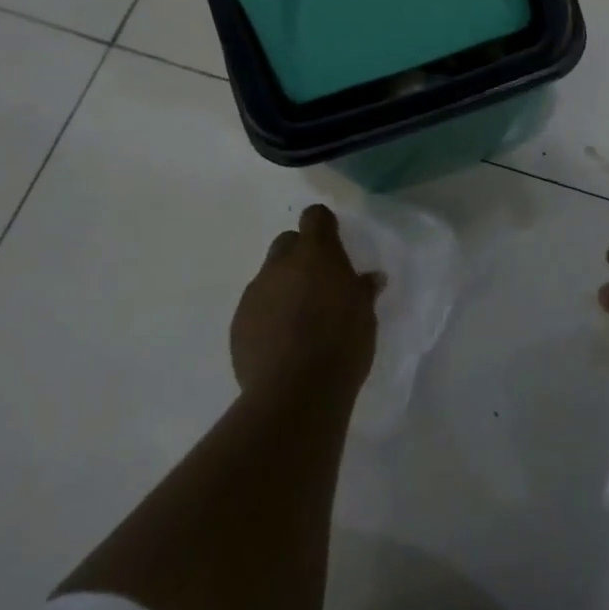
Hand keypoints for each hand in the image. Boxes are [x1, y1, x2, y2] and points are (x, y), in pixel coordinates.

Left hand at [232, 205, 383, 402]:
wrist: (295, 392)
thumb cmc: (341, 343)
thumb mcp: (365, 314)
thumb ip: (363, 290)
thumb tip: (370, 279)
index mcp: (316, 253)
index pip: (315, 217)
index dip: (324, 226)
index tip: (334, 242)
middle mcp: (280, 265)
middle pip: (287, 243)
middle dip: (300, 255)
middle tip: (319, 282)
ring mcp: (255, 293)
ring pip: (269, 277)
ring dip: (283, 287)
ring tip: (301, 319)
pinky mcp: (238, 324)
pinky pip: (256, 309)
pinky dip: (268, 316)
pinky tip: (283, 343)